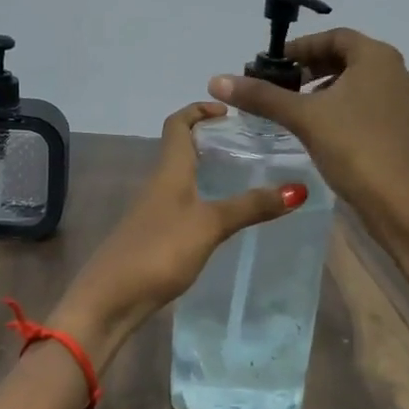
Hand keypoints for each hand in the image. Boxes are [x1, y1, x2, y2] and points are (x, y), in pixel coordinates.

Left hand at [49, 102, 304, 361]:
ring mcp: (154, 212)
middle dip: (211, 140)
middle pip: (181, 150)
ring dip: (208, 171)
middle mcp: (159, 184)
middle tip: (249, 145)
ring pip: (183, 179)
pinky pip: (183, 205)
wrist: (110, 299)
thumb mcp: (209, 225)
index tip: (230, 111)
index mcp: (169, 171)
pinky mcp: (155, 237)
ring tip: (246, 177)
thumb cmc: (159, 250)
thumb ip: (250, 207)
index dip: (199, 109)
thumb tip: (297, 188)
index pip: (178, 124)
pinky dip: (203, 200)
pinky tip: (224, 218)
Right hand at [207, 27, 408, 228]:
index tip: (272, 65)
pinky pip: (361, 105)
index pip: (333, 37)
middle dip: (309, 68)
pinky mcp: (397, 127)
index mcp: (376, 57)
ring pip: (353, 83)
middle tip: (278, 86)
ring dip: (321, 89)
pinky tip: (317, 130)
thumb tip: (217, 80)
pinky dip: (337, 108)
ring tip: (292, 108)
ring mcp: (398, 101)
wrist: (401, 202)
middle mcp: (392, 71)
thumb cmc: (354, 147)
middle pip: (344, 58)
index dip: (300, 47)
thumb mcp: (304, 117)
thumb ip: (262, 96)